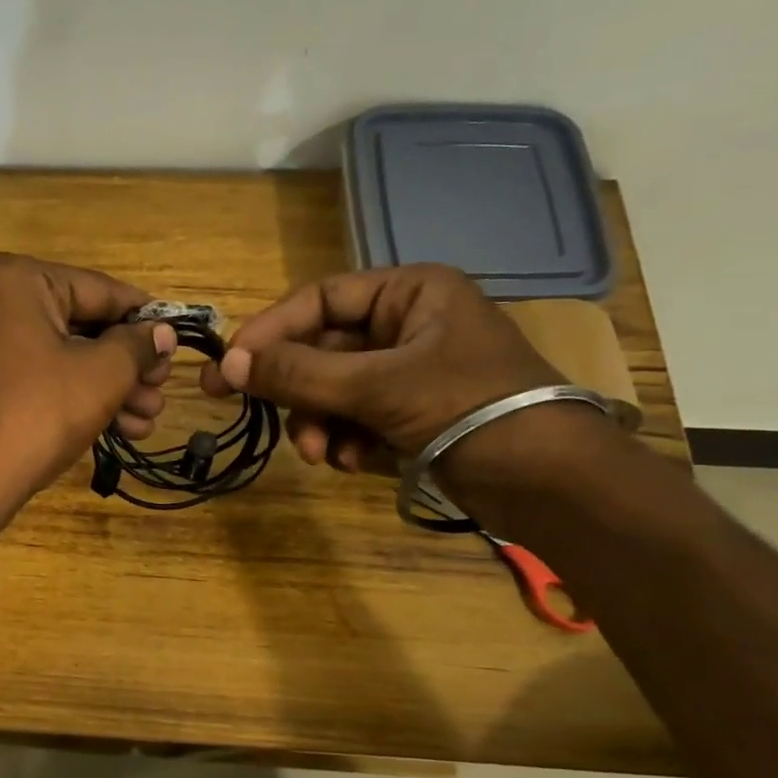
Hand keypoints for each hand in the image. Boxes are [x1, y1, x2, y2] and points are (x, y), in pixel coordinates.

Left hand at [0, 254, 175, 508]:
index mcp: (17, 279)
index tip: (176, 340)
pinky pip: (38, 373)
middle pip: (81, 323)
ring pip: (62, 354)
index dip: (144, 318)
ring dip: (109, 386)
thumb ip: (138, 344)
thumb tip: (163, 332)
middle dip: (128, 363)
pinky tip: (120, 428)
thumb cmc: (39, 412)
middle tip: (161, 390)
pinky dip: (75, 394)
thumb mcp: (103, 374)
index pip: (100, 289)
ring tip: (148, 419)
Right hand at [199, 265, 566, 473]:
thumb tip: (227, 365)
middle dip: (295, 390)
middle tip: (241, 408)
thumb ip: (299, 373)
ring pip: (331, 388)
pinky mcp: (408, 413)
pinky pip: (352, 416)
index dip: (269, 331)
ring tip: (321, 454)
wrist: (551, 484)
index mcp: (410, 293)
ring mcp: (406, 371)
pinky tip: (351, 462)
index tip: (228, 366)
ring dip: (316, 421)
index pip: (318, 299)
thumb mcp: (378, 386)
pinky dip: (342, 439)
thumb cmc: (470, 409)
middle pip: (320, 348)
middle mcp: (405, 324)